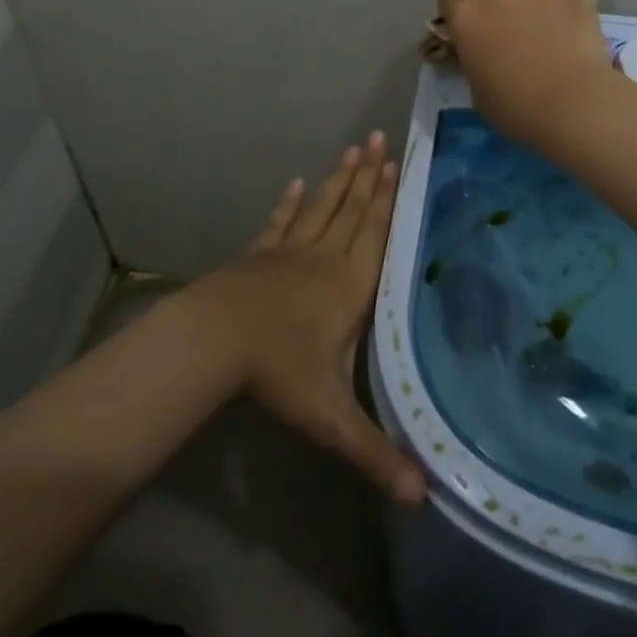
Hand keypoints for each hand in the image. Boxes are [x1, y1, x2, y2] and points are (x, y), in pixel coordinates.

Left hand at [192, 133, 425, 503]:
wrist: (213, 341)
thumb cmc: (278, 372)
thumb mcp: (330, 416)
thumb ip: (374, 452)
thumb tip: (422, 498)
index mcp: (350, 286)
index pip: (377, 234)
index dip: (389, 200)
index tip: (399, 165)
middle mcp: (325, 259)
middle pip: (353, 210)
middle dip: (370, 176)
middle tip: (382, 138)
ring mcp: (289, 253)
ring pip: (322, 209)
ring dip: (339, 179)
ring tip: (354, 149)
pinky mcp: (258, 256)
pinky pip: (281, 223)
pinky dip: (291, 203)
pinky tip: (297, 184)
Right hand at [438, 0, 615, 146]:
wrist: (572, 104)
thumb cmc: (516, 108)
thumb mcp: (478, 91)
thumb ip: (474, 61)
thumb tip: (481, 55)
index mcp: (466, 17)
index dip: (456, 3)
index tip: (465, 19)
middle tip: (503, 15)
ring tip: (544, 17)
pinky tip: (570, 16)